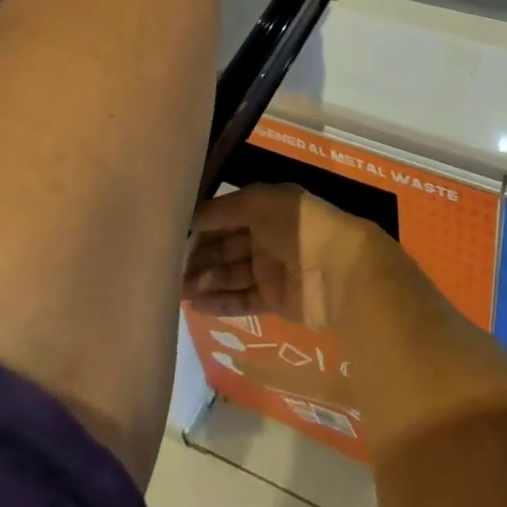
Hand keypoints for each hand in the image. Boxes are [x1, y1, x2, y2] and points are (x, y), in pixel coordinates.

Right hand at [183, 185, 383, 328]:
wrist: (338, 269)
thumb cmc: (298, 225)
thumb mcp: (260, 202)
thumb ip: (224, 208)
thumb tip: (191, 215)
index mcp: (267, 206)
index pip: (227, 214)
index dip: (202, 223)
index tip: (171, 234)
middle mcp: (268, 234)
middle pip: (226, 245)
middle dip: (199, 255)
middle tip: (167, 269)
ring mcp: (272, 268)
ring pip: (230, 273)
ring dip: (204, 280)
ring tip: (176, 290)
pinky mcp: (274, 299)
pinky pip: (240, 299)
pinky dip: (218, 302)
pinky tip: (193, 304)